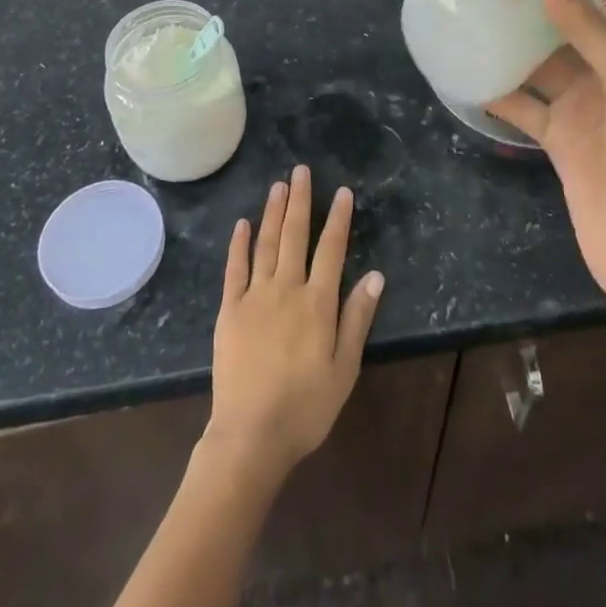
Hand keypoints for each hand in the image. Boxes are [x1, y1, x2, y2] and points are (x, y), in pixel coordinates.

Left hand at [203, 166, 385, 485]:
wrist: (251, 435)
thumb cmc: (306, 407)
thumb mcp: (344, 368)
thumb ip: (357, 318)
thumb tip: (375, 275)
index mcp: (318, 303)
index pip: (331, 249)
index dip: (338, 218)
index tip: (342, 191)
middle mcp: (287, 289)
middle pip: (295, 235)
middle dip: (300, 200)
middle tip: (301, 170)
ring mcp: (255, 297)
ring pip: (266, 243)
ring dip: (273, 212)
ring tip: (278, 185)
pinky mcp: (230, 310)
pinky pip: (235, 269)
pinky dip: (239, 244)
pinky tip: (242, 223)